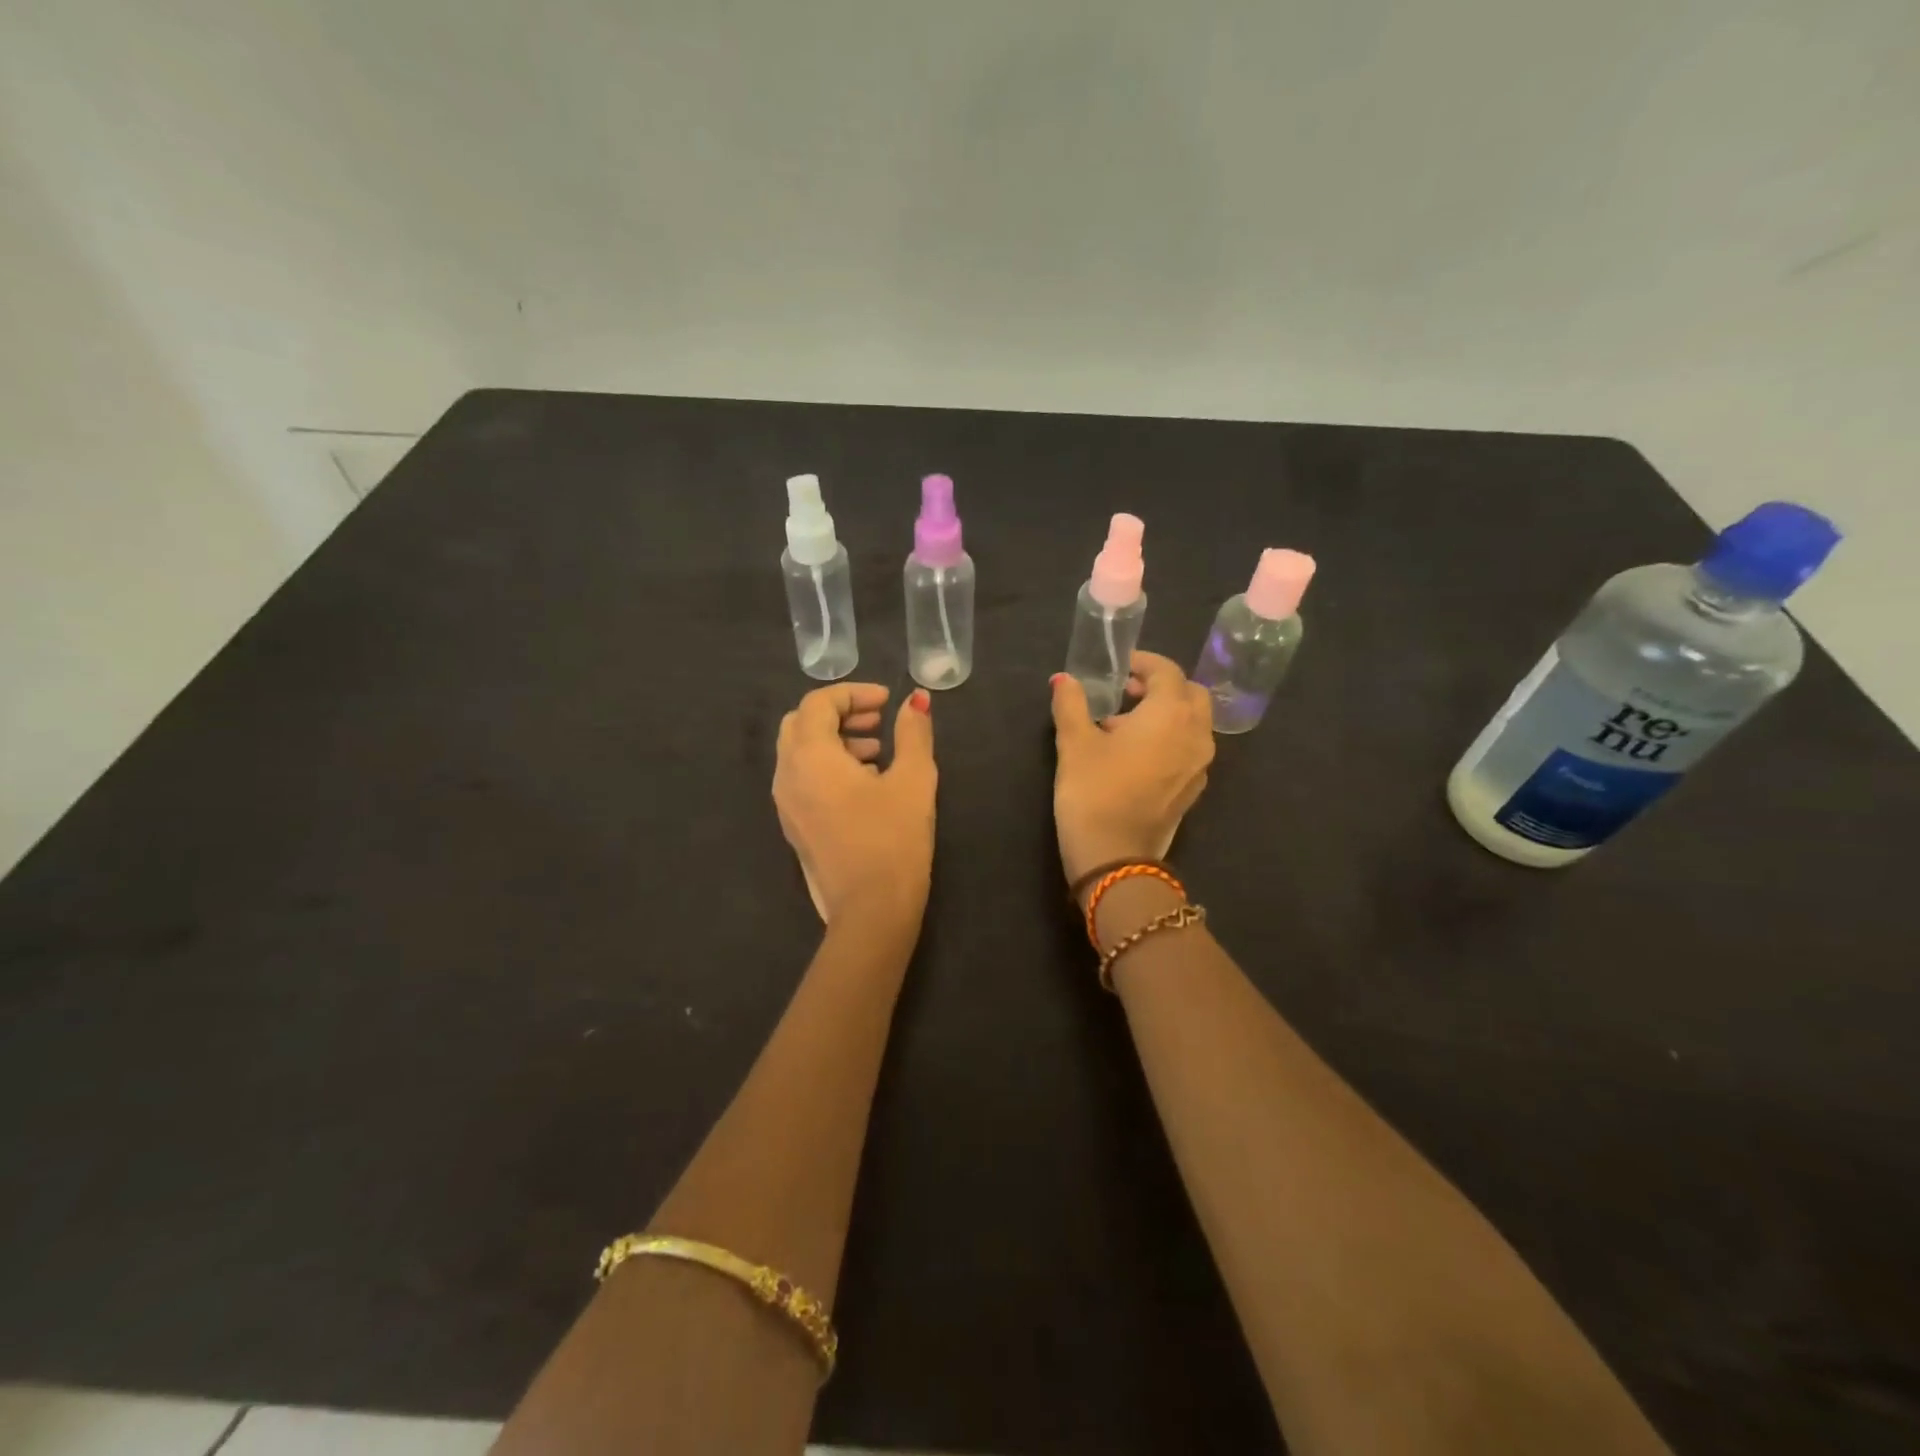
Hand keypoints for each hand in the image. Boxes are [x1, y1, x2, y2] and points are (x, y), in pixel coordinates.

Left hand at [774, 682, 936, 927]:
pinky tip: (866, 784)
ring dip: (835, 741)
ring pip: (800, 753)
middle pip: (801, 724)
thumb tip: (917, 700)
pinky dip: (828, 767)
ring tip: (878, 752)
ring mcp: (786, 804)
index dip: (853, 693)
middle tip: (878, 721)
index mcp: (810, 756)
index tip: (887, 701)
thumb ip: (913, 733)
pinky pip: (803, 779)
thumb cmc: (894, 838)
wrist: (870, 910)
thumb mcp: (913, 779)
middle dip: (839, 714)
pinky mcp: (794, 826)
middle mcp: (787, 775)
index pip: (818, 703)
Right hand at [1050, 652, 1213, 889]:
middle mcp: (1196, 733)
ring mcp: (1200, 764)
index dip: (1144, 663)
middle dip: (1161, 686)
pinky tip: (1135, 756)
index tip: (1120, 667)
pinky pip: (1189, 748)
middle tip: (1126, 692)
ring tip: (1123, 726)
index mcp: (1171, 713)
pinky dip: (1170, 738)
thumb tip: (1063, 679)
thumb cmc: (1093, 791)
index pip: (1168, 671)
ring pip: (1193, 723)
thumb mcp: (1074, 742)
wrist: (1114, 857)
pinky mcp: (1194, 789)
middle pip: (1190, 694)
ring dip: (1166, 713)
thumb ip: (1071, 704)